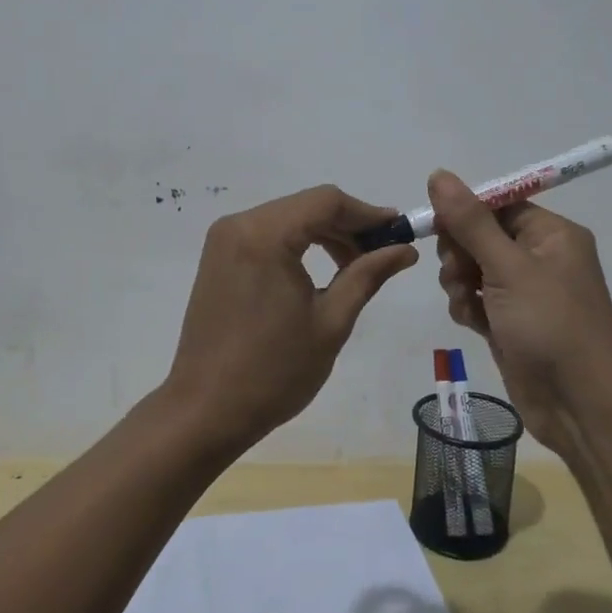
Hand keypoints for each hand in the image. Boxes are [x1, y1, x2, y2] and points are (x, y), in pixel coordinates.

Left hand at [163, 185, 418, 455]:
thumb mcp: (331, 322)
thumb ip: (367, 275)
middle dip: (348, 225)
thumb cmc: (274, 371)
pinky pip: (267, 234)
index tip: (400, 231)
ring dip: (324, 234)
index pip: (327, 201)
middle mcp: (240, 225)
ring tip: (355, 267)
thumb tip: (406, 250)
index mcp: (266, 235)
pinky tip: (320, 270)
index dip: (367, 213)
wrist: (205, 410)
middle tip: (382, 253)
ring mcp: (224, 240)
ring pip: (288, 218)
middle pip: (307, 206)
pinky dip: (298, 243)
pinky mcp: (218, 257)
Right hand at [428, 170, 611, 458]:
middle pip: (481, 235)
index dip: (465, 212)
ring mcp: (526, 292)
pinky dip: (469, 307)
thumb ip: (470, 221)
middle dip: (460, 252)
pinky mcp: (512, 323)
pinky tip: (472, 323)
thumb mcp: (508, 267)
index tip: (438, 228)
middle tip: (458, 272)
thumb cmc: (551, 325)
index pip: (499, 204)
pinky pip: (478, 299)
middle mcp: (541, 257)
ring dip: (460, 282)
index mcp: (552, 234)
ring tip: (467, 303)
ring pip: (474, 268)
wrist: (582, 407)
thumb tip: (439, 174)